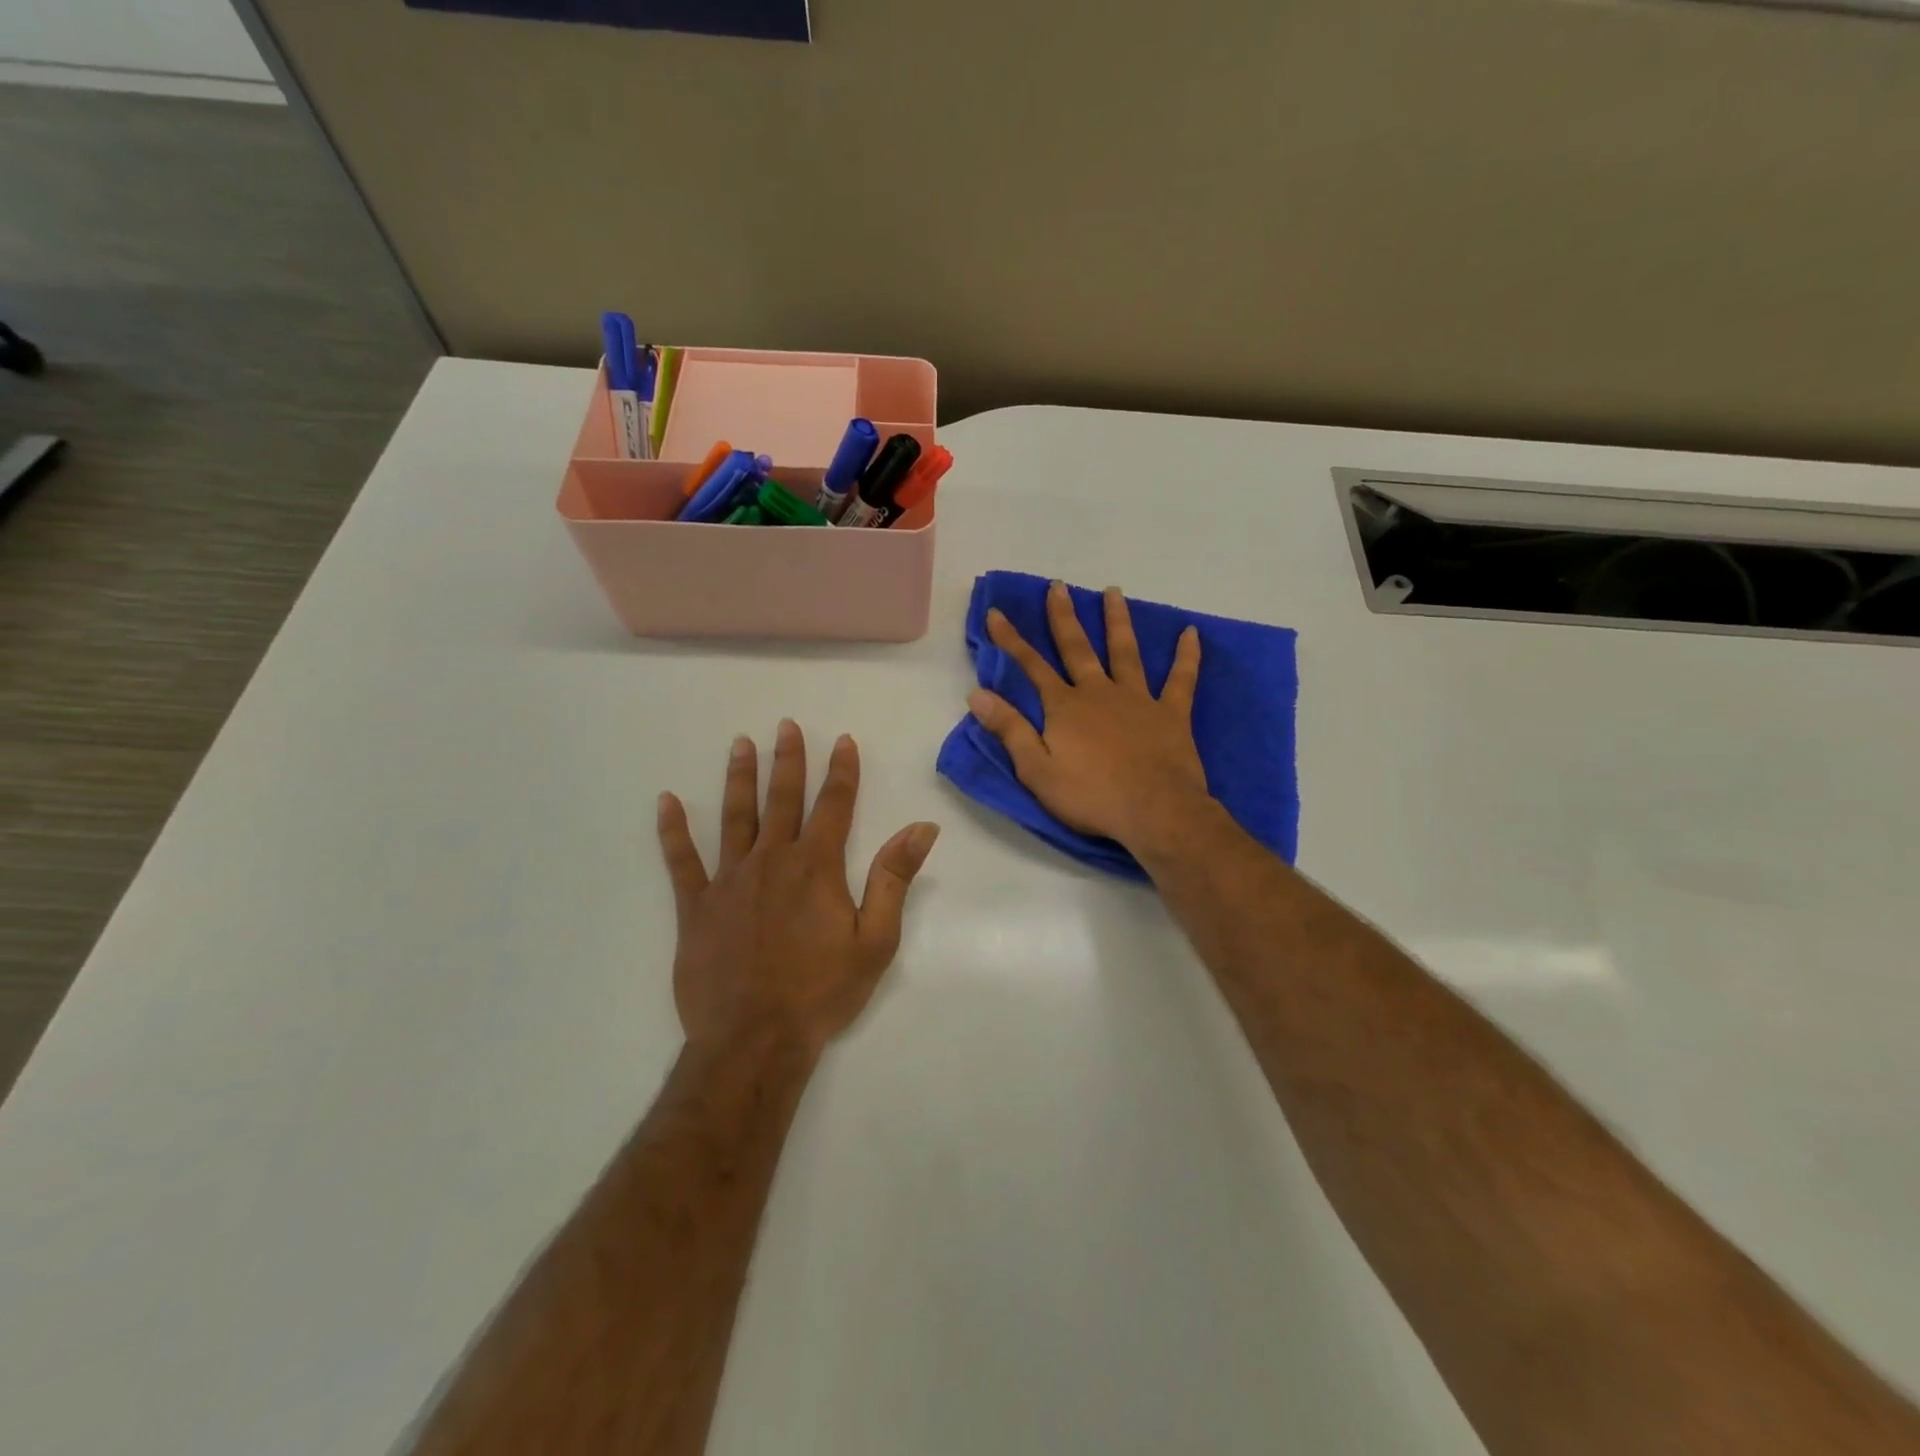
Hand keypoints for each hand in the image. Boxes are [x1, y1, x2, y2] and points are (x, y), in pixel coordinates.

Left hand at [656, 721, 939, 1058]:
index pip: (834, 805)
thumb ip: (894, 878)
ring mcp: (729, 880)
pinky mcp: (695, 906)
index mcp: (817, 867)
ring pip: (734, 817)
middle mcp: (772, 860)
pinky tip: (666, 802)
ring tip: (740, 745)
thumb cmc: (822, 991)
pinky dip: (673, 830)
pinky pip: (681, 861)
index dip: (841, 771)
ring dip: (739, 778)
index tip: (843, 741)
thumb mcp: (875, 940)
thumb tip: (922, 827)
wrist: (754, 1039)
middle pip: (782, 799)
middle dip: (787, 760)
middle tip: (785, 726)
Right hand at [967, 581, 1212, 854]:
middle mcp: (1099, 692)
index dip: (1011, 640)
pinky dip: (1186, 656)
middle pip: (1078, 648)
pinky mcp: (1171, 713)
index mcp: (1065, 707)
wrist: (1154, 812)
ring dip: (1117, 621)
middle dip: (1064, 617)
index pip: (1031, 666)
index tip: (996, 612)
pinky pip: (1181, 679)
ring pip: (1125, 651)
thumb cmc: (1091, 796)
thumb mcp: (1036, 770)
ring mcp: (1138, 699)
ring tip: (1113, 592)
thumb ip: (1009, 729)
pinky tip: (1191, 633)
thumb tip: (978, 694)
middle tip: (1058, 585)